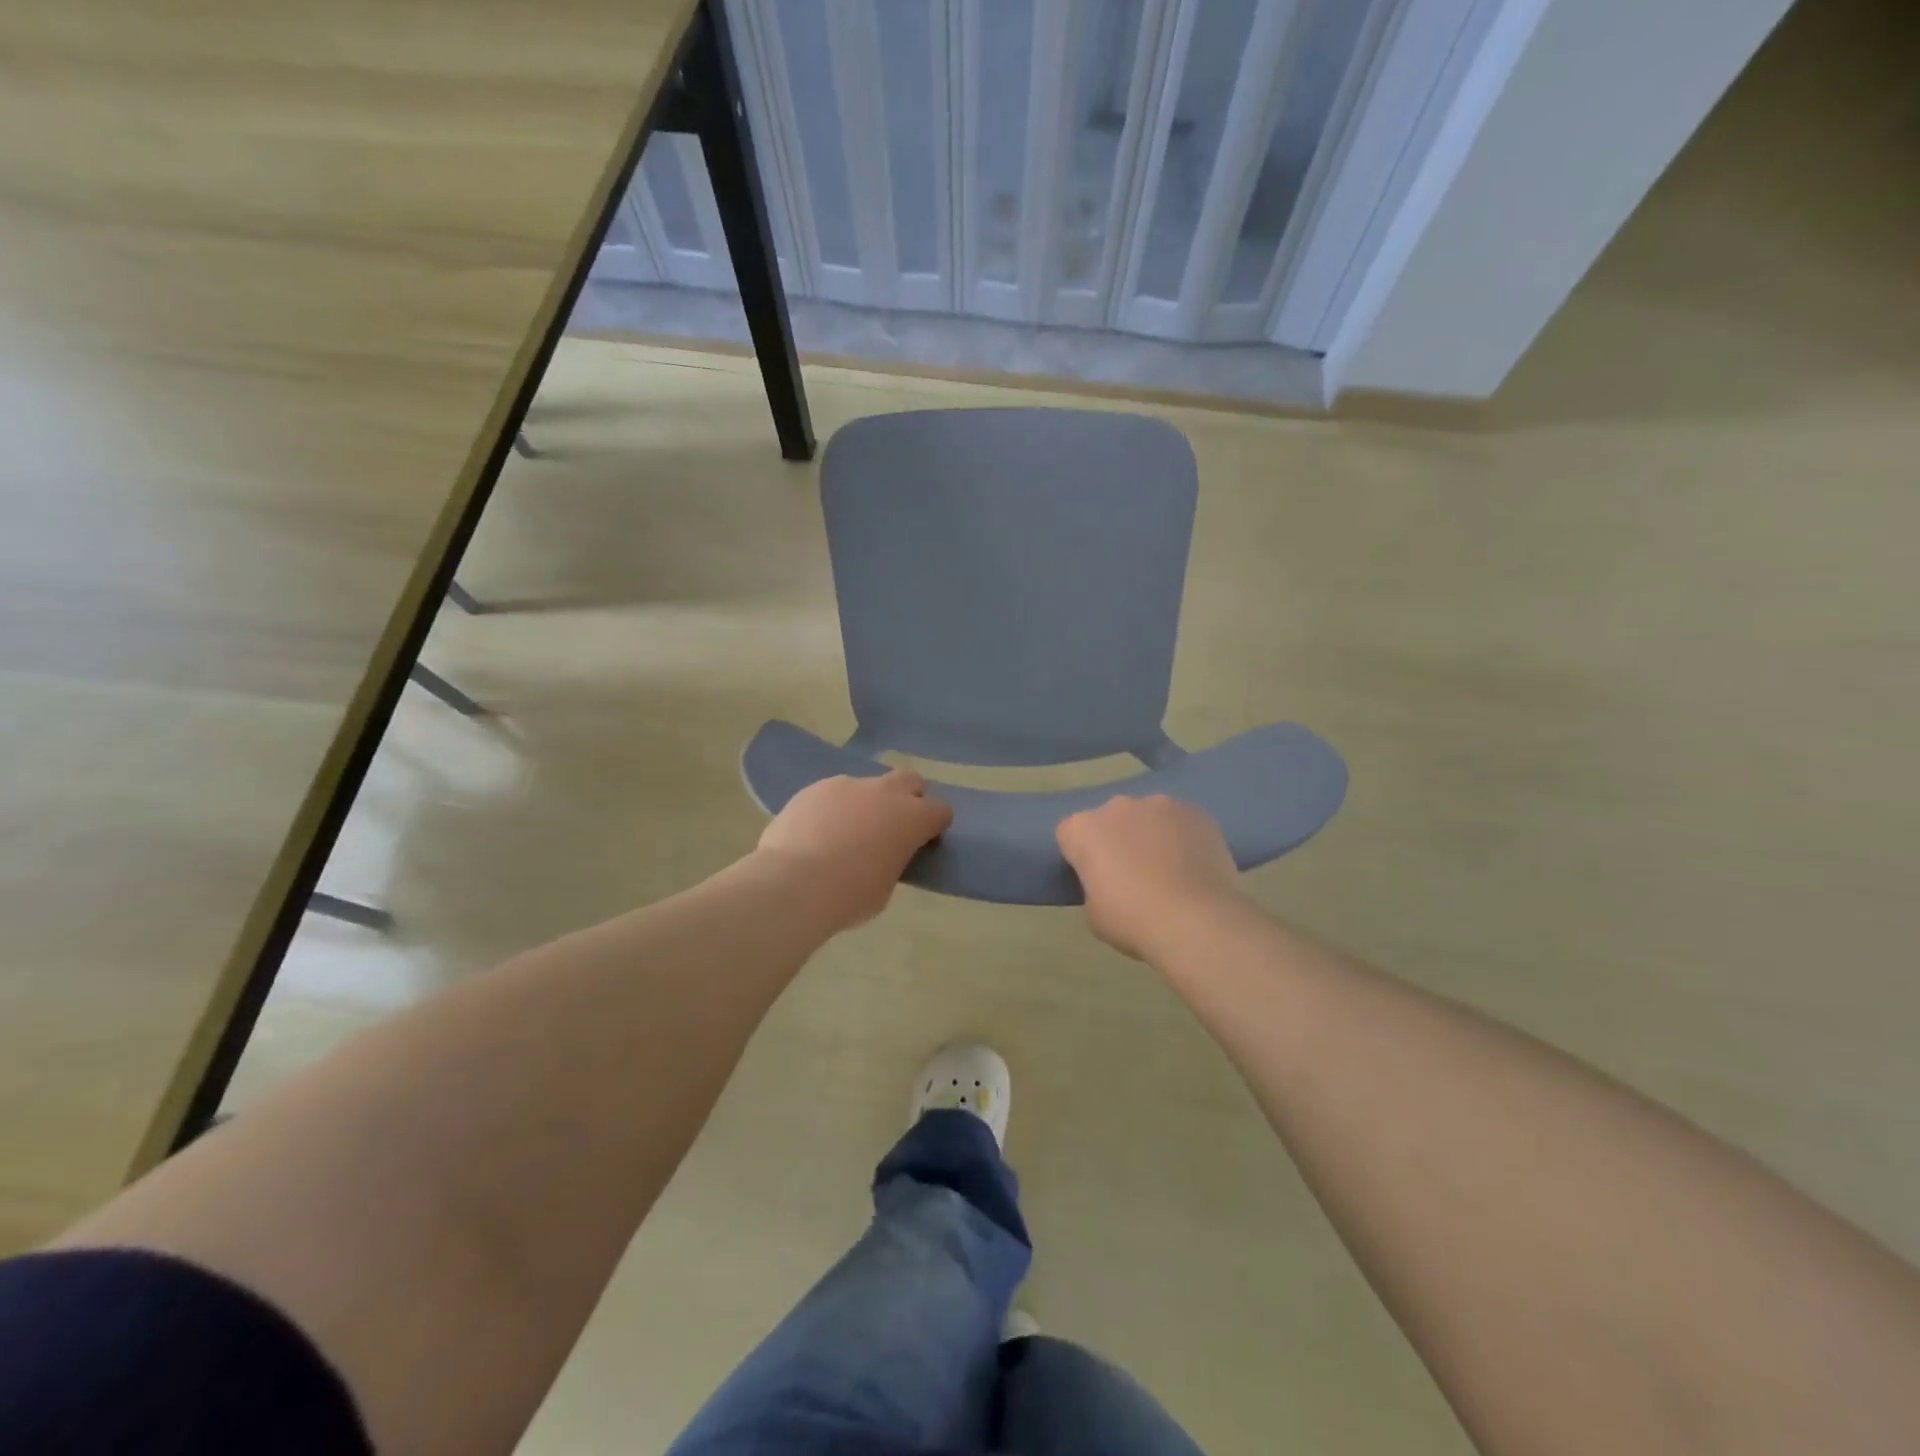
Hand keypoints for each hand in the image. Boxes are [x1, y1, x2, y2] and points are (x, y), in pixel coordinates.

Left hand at [756, 771, 953, 931]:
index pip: (941, 811)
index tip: (921, 844)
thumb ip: (891, 860)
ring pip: (866, 786)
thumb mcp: (885, 887)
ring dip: (864, 804)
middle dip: (907, 798)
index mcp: (912, 818)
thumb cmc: (850, 895)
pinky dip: (831, 809)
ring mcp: (847, 785)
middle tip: (890, 827)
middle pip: (909, 780)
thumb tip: (881, 854)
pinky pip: (832, 794)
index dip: (933, 827)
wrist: (794, 883)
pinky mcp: (815, 788)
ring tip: (843, 835)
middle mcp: (884, 792)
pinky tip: (815, 834)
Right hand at [1056, 795, 1241, 958]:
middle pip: (1110, 819)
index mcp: (1083, 830)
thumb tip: (1112, 883)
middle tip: (1132, 875)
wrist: (1197, 921)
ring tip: (1169, 870)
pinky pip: (1181, 823)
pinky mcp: (1195, 812)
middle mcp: (1117, 807)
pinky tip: (1195, 866)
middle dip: (1116, 839)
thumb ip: (1095, 887)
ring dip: (1151, 835)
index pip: (1070, 834)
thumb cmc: (1134, 921)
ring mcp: (1159, 804)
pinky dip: (1183, 838)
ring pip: (1147, 816)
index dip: (1081, 856)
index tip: (1094, 878)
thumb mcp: (1095, 914)